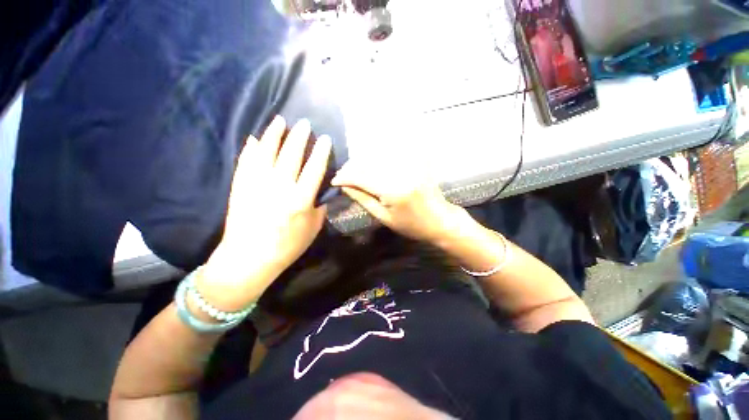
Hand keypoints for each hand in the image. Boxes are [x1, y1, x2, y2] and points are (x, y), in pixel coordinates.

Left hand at [198, 116, 331, 308]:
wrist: (249, 258)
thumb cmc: (287, 246)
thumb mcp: (313, 228)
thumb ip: (319, 206)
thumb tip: (320, 189)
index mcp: (300, 199)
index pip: (314, 169)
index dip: (321, 152)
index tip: (325, 138)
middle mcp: (279, 187)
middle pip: (291, 155)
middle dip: (299, 137)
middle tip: (304, 123)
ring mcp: (257, 184)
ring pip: (266, 152)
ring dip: (274, 134)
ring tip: (280, 120)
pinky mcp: (241, 186)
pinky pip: (246, 162)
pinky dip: (251, 148)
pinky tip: (254, 138)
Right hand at [331, 159, 463, 243]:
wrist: (440, 220)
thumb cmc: (412, 225)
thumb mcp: (384, 217)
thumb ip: (363, 199)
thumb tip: (344, 186)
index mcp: (393, 191)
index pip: (362, 177)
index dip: (345, 177)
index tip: (335, 180)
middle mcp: (401, 173)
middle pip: (368, 163)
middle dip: (352, 168)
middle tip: (343, 176)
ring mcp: (410, 165)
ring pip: (378, 156)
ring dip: (363, 163)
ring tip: (355, 173)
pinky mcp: (415, 162)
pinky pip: (391, 155)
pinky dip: (377, 159)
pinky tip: (372, 167)